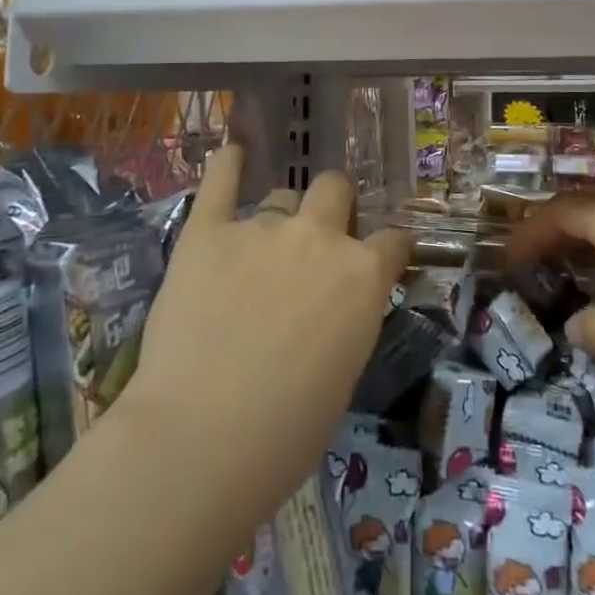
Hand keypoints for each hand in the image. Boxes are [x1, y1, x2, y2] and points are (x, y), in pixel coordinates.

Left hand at [127, 146, 410, 514]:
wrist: (202, 439)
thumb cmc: (286, 432)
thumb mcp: (344, 372)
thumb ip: (347, 318)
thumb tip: (334, 305)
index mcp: (363, 275)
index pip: (392, 240)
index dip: (386, 249)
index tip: (378, 258)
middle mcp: (319, 237)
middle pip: (335, 189)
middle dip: (333, 207)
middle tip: (316, 240)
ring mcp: (262, 228)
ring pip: (281, 196)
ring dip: (280, 216)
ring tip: (259, 247)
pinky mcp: (207, 232)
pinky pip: (220, 181)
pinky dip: (226, 165)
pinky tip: (230, 155)